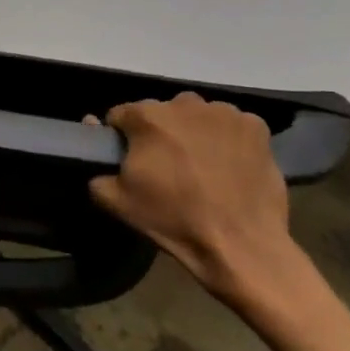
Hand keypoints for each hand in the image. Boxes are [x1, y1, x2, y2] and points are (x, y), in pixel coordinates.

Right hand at [86, 92, 302, 307]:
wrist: (241, 246)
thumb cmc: (173, 220)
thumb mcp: (116, 201)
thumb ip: (95, 167)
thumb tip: (93, 134)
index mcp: (147, 117)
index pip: (121, 115)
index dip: (123, 138)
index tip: (132, 160)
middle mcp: (184, 104)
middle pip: (162, 112)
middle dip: (160, 133)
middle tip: (169, 166)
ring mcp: (224, 113)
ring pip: (197, 116)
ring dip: (194, 131)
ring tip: (202, 165)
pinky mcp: (256, 127)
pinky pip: (232, 124)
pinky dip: (228, 138)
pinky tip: (230, 164)